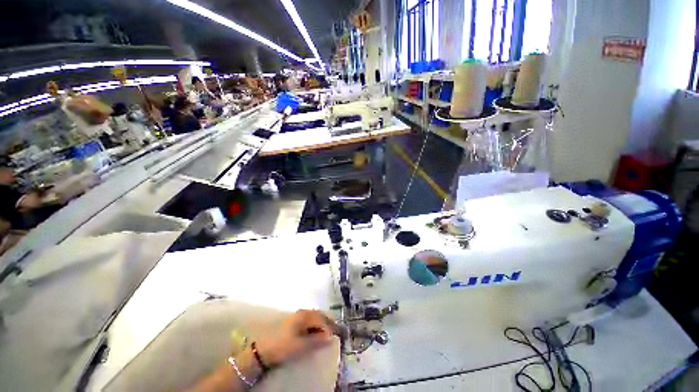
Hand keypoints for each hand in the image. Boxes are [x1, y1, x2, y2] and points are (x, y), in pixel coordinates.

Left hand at [256, 310, 336, 366]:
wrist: (262, 350)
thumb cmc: (282, 345)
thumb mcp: (301, 345)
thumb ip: (316, 340)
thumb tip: (330, 337)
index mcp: (305, 315)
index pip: (322, 319)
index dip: (330, 326)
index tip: (337, 334)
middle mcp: (302, 312)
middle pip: (319, 315)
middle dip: (328, 323)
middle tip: (335, 331)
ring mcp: (297, 316)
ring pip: (314, 317)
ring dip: (321, 324)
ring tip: (327, 333)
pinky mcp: (293, 322)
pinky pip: (309, 320)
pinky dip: (315, 325)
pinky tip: (316, 332)